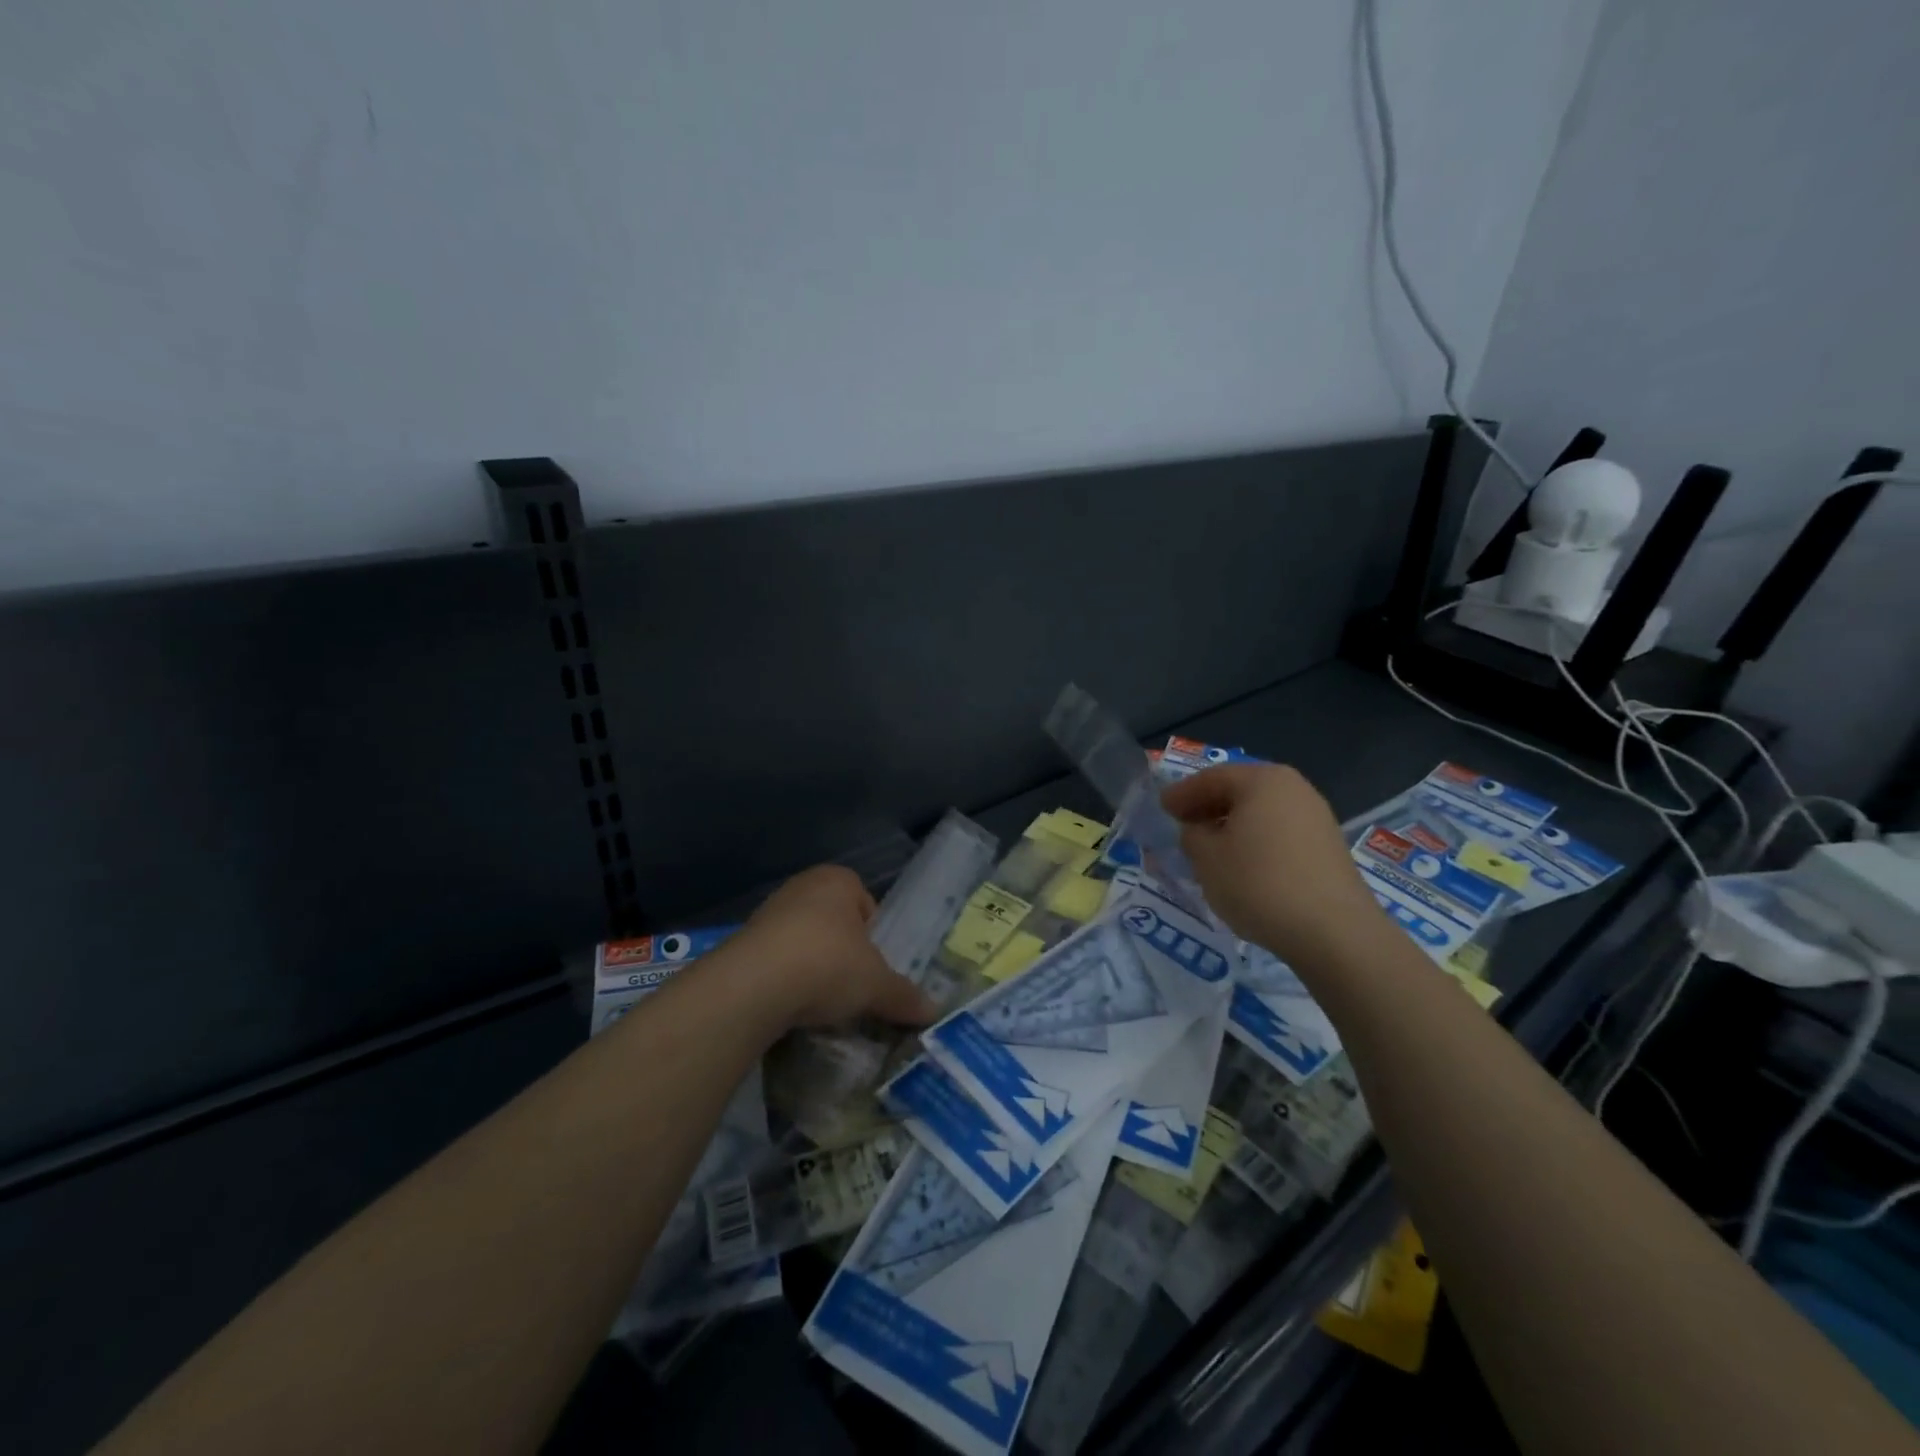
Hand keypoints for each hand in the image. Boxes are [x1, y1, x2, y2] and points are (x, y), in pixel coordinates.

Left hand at [722, 865, 939, 1031]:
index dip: (874, 936)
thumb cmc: (827, 964)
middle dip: (843, 952)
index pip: (866, 904)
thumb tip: (934, 1012)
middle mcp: (802, 886)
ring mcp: (768, 911)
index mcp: (838, 880)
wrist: (754, 985)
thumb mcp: (876, 985)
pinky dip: (785, 979)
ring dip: (812, 966)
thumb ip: (904, 996)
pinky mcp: (743, 941)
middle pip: (834, 922)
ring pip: (804, 940)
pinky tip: (790, 1005)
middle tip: (851, 985)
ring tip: (820, 1001)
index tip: (874, 967)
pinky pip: (776, 959)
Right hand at [1161, 764, 1383, 965]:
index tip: (1162, 809)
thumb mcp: (1206, 858)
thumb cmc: (1259, 883)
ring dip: (1232, 825)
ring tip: (1209, 848)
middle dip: (1208, 807)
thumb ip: (1192, 835)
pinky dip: (1255, 840)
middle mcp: (1293, 788)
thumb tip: (1198, 830)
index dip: (1182, 794)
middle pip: (1240, 790)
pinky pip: (1279, 832)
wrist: (1333, 932)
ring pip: (1261, 812)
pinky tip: (1242, 864)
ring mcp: (1316, 816)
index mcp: (1262, 780)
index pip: (1211, 778)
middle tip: (1182, 825)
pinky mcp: (1328, 846)